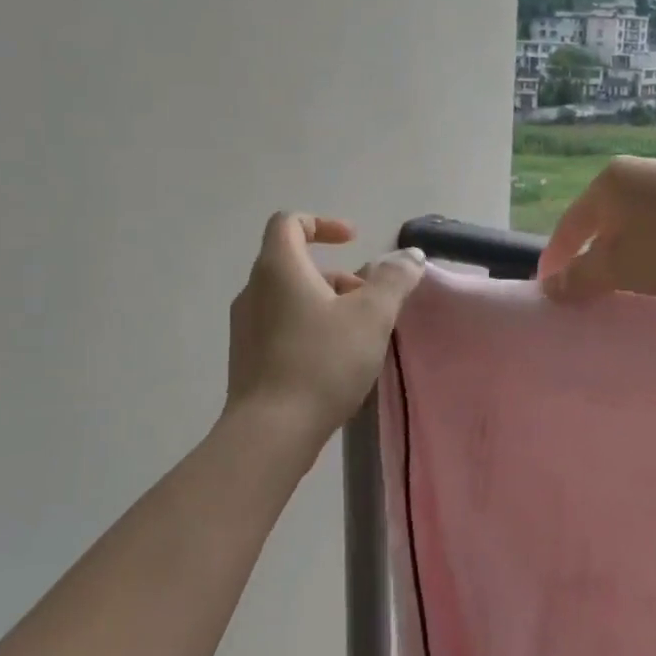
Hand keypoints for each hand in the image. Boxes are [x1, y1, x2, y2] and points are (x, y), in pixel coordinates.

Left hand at [224, 213, 426, 454]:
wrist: (271, 432)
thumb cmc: (323, 362)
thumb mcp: (372, 315)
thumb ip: (394, 279)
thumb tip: (410, 256)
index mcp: (278, 269)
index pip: (289, 223)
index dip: (323, 223)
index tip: (353, 242)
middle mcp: (254, 291)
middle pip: (294, 263)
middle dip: (338, 275)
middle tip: (370, 301)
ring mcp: (245, 327)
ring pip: (290, 297)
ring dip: (327, 303)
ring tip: (360, 334)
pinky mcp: (247, 358)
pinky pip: (282, 326)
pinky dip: (311, 327)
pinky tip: (336, 360)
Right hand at [535, 157, 655, 302]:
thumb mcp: (622, 266)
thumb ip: (581, 277)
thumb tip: (549, 285)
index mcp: (607, 184)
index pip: (568, 227)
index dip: (554, 260)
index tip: (547, 290)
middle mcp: (635, 175)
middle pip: (600, 223)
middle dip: (592, 258)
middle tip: (587, 293)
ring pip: (634, 226)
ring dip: (626, 256)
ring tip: (627, 286)